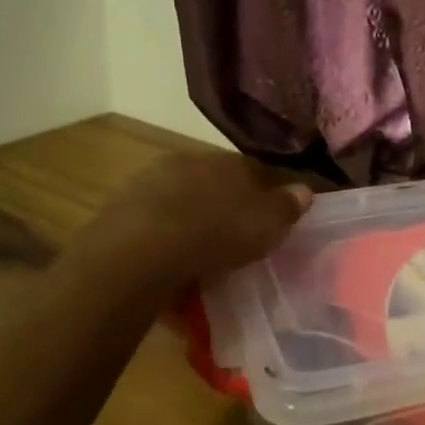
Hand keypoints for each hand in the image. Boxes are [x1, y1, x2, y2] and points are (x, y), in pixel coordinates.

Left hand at [67, 151, 312, 296]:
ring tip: (199, 255)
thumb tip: (305, 190)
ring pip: (181, 201)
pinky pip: (153, 225)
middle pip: (213, 183)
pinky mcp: (120, 211)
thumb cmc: (216, 233)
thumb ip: (287, 206)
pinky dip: (163, 240)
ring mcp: (149, 183)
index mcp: (226, 160)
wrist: (139, 253)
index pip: (252, 169)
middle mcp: (187, 162)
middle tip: (233, 238)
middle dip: (223, 206)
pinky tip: (168, 265)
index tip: (267, 218)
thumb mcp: (267, 224)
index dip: (263, 193)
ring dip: (190, 221)